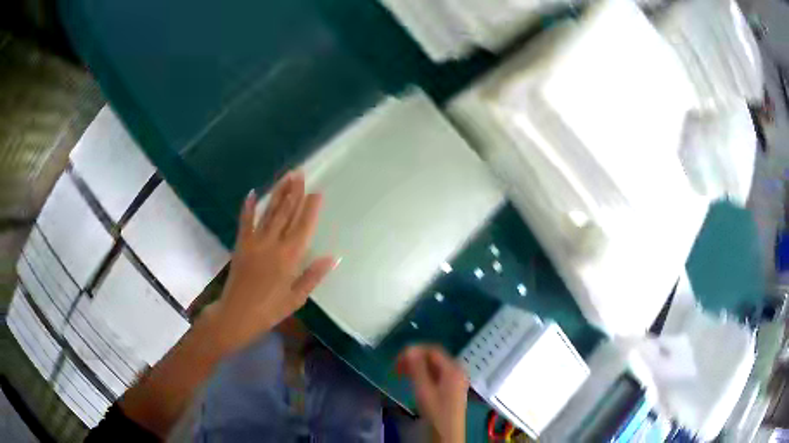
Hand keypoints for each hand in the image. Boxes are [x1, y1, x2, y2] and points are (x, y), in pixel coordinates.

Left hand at [209, 171, 334, 354]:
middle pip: (286, 213)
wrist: (236, 314)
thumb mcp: (296, 298)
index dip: (311, 208)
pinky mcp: (241, 244)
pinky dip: (248, 207)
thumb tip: (333, 257)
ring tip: (286, 177)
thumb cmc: (269, 310)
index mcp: (289, 257)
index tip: (317, 192)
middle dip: (294, 192)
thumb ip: (313, 275)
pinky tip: (251, 193)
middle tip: (300, 173)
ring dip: (278, 193)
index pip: (303, 226)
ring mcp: (254, 241)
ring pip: (269, 212)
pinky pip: (245, 221)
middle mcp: (273, 244)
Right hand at [398, 345, 468, 442]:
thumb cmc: (436, 412)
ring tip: (401, 373)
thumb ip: (417, 368)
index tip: (397, 359)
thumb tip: (409, 348)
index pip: (433, 350)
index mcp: (453, 368)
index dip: (414, 350)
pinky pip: (436, 374)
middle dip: (414, 358)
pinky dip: (423, 374)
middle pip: (434, 357)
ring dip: (417, 366)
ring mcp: (455, 379)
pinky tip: (413, 380)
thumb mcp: (424, 389)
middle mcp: (457, 370)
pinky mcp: (451, 388)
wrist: (447, 433)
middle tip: (396, 367)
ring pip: (434, 366)